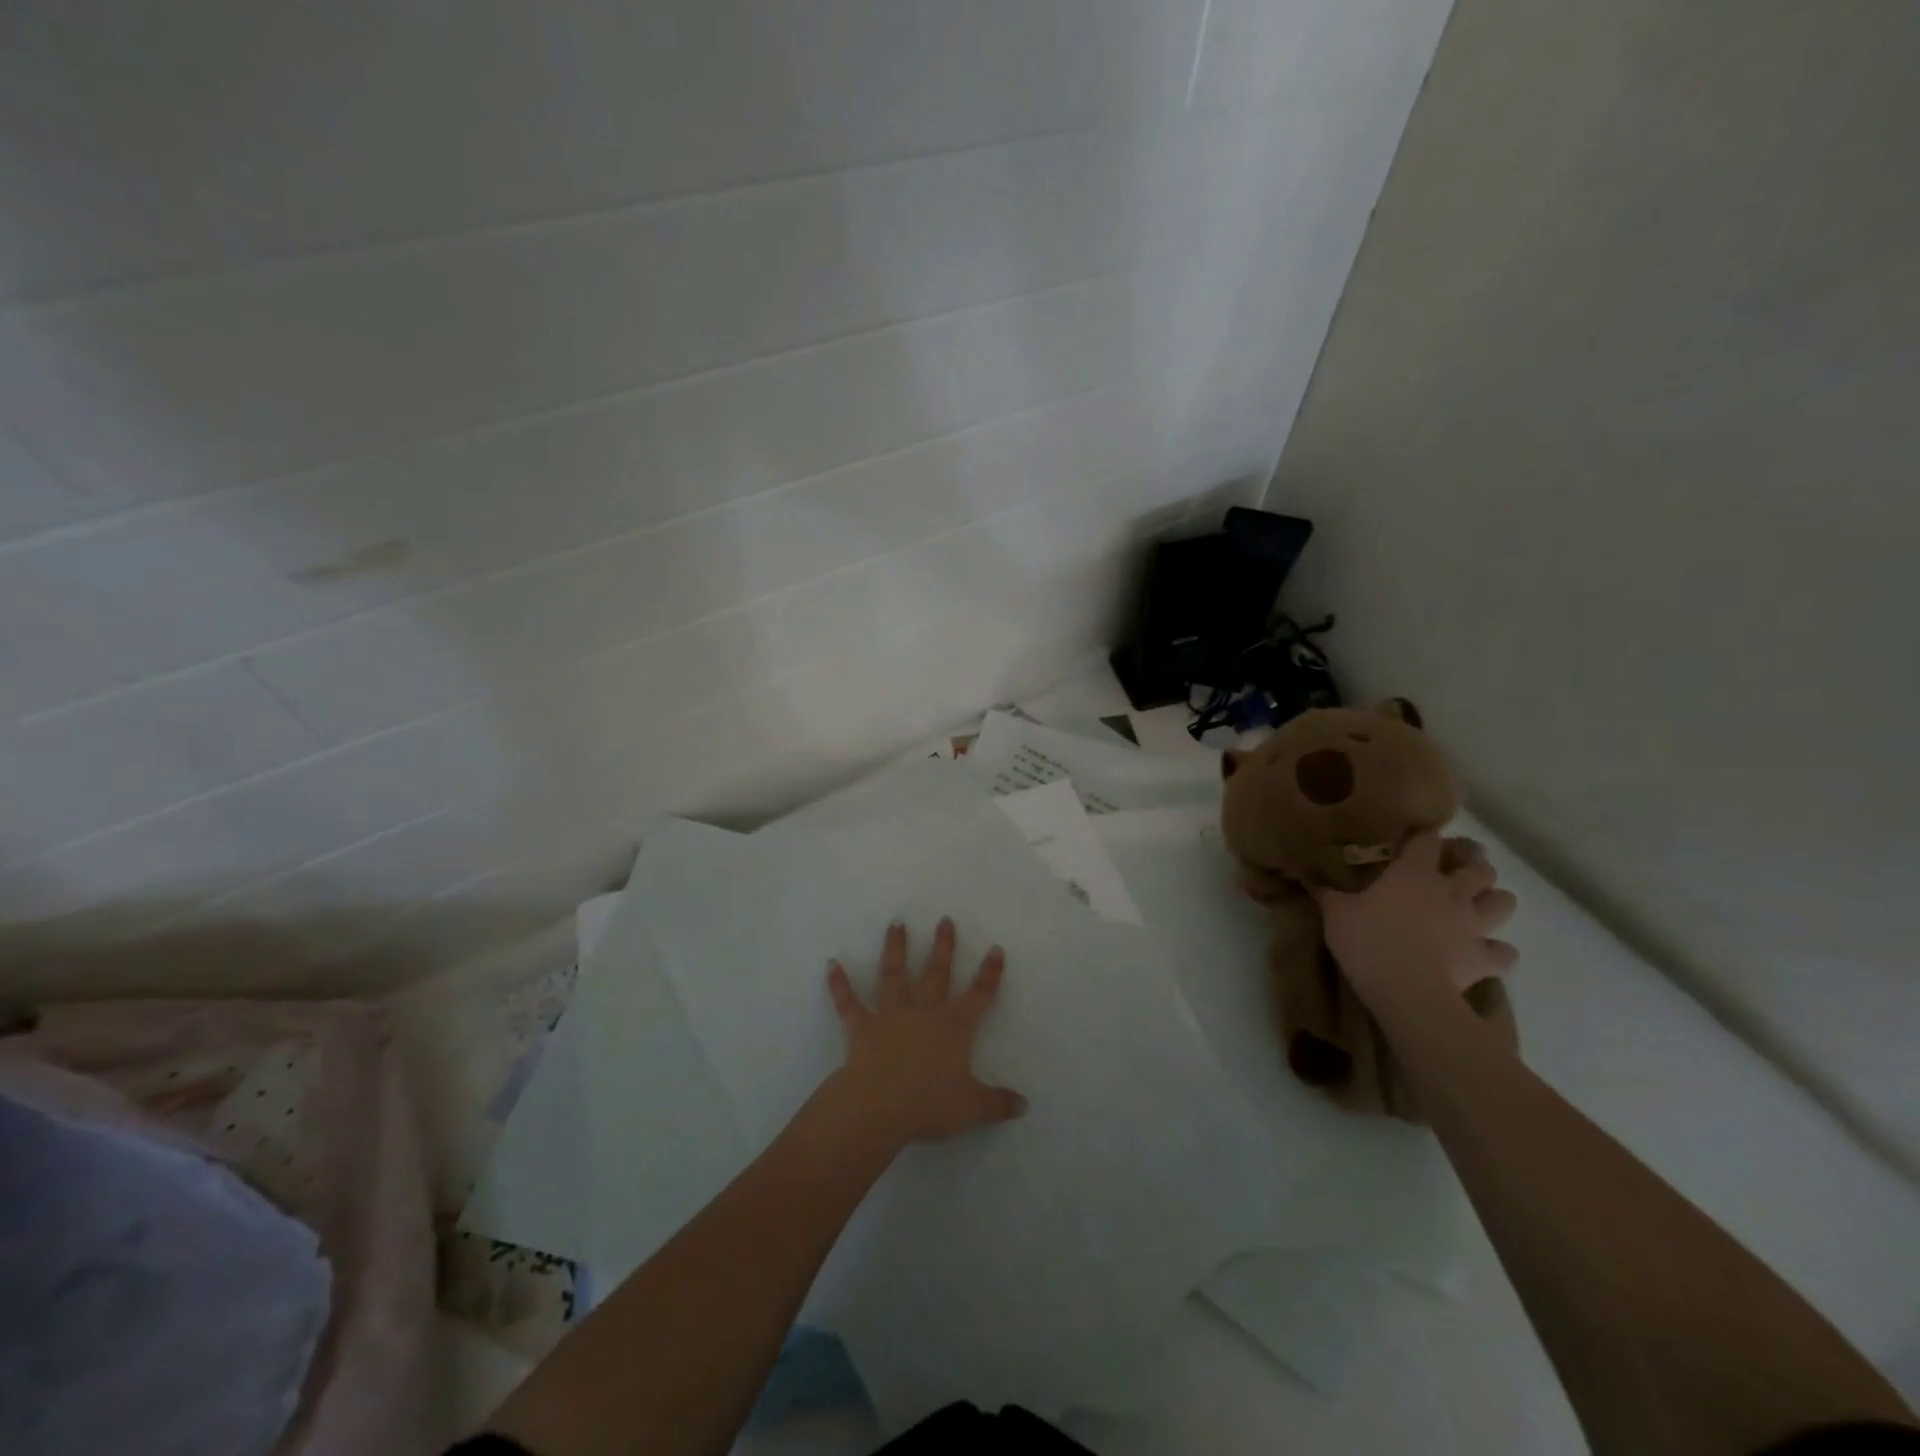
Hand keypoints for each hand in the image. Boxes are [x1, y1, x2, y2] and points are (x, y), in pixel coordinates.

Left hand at [824, 918, 1025, 1146]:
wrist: (879, 1106)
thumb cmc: (929, 1104)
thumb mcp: (973, 1108)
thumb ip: (999, 1103)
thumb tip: (1025, 1105)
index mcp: (955, 1026)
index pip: (979, 994)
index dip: (989, 973)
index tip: (995, 948)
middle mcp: (924, 1012)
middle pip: (937, 973)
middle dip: (943, 946)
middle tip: (944, 920)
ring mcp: (890, 1015)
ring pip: (894, 975)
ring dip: (895, 948)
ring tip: (896, 923)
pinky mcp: (861, 1027)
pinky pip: (848, 1002)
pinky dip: (839, 984)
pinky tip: (831, 964)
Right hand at [1313, 831, 1517, 1006]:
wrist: (1407, 990)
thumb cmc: (1368, 941)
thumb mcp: (1336, 914)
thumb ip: (1327, 893)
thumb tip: (1308, 877)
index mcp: (1413, 874)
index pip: (1427, 841)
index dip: (1426, 835)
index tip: (1420, 834)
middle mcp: (1450, 892)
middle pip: (1479, 868)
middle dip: (1473, 864)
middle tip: (1458, 868)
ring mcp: (1473, 925)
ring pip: (1504, 902)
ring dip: (1495, 900)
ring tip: (1479, 904)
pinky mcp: (1484, 958)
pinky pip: (1504, 952)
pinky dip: (1498, 950)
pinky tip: (1486, 952)